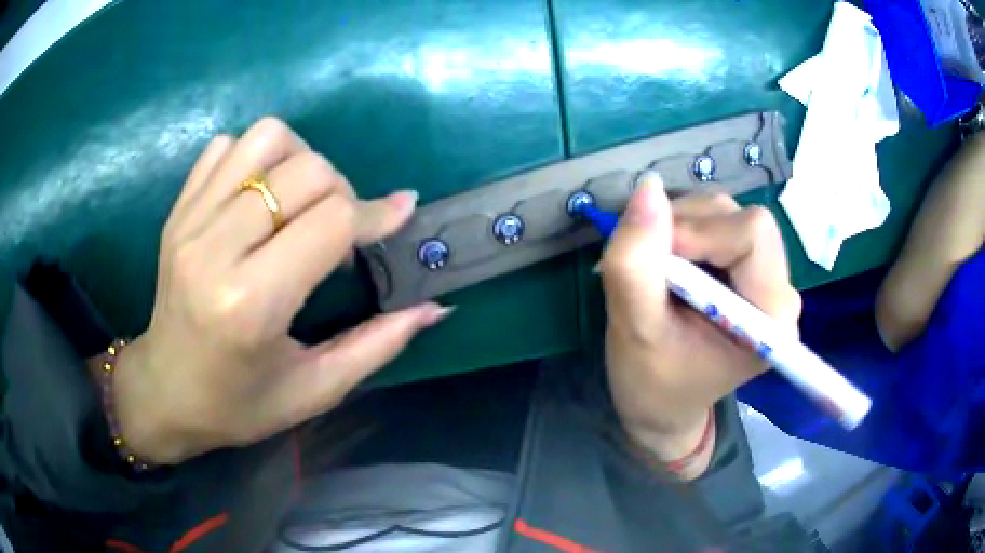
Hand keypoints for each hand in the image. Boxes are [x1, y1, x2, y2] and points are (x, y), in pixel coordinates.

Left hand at [105, 118, 449, 463]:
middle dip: (342, 191)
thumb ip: (378, 345)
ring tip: (300, 202)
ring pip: (266, 139)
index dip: (376, 214)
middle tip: (341, 230)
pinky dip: (256, 158)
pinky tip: (260, 196)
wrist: (165, 391)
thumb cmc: (239, 404)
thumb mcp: (314, 390)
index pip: (331, 222)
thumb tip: (434, 307)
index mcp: (251, 304)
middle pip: (306, 171)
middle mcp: (215, 249)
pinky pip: (227, 146)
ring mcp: (190, 221)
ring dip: (300, 160)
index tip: (398, 217)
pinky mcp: (178, 210)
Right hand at [600, 173, 800, 477]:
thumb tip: (647, 187)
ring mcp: (767, 277)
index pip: (751, 234)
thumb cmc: (652, 385)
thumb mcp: (633, 331)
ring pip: (725, 213)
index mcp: (770, 317)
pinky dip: (683, 232)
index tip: (656, 263)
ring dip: (680, 228)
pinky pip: (717, 223)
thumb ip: (636, 264)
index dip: (698, 233)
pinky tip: (669, 266)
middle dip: (686, 229)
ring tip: (655, 272)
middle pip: (739, 218)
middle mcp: (780, 291)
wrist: (663, 408)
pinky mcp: (749, 270)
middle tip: (649, 268)